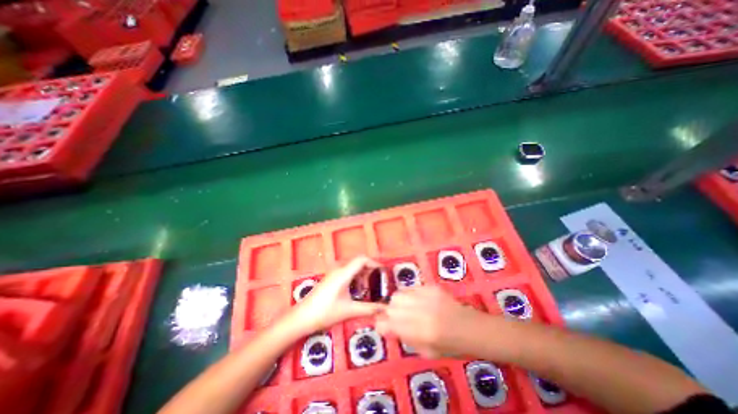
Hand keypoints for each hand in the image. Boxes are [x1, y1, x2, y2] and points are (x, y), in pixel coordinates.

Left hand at [286, 256, 382, 334]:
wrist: (301, 318)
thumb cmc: (325, 312)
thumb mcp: (349, 310)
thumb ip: (369, 309)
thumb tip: (385, 309)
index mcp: (343, 273)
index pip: (362, 259)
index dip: (374, 263)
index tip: (383, 273)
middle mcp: (339, 270)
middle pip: (358, 263)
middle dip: (370, 271)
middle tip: (379, 283)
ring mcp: (333, 274)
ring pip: (352, 269)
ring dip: (362, 276)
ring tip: (369, 290)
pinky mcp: (330, 280)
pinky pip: (346, 274)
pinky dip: (355, 280)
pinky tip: (357, 293)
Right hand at [377, 286, 488, 357]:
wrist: (471, 328)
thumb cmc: (451, 346)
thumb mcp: (426, 351)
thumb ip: (404, 337)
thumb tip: (386, 327)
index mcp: (419, 331)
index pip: (388, 324)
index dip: (381, 324)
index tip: (382, 326)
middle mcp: (419, 311)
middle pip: (391, 305)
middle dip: (390, 312)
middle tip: (398, 318)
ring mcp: (425, 296)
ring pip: (399, 294)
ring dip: (398, 302)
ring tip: (407, 308)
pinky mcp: (430, 287)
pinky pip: (411, 288)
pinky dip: (409, 295)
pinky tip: (417, 301)